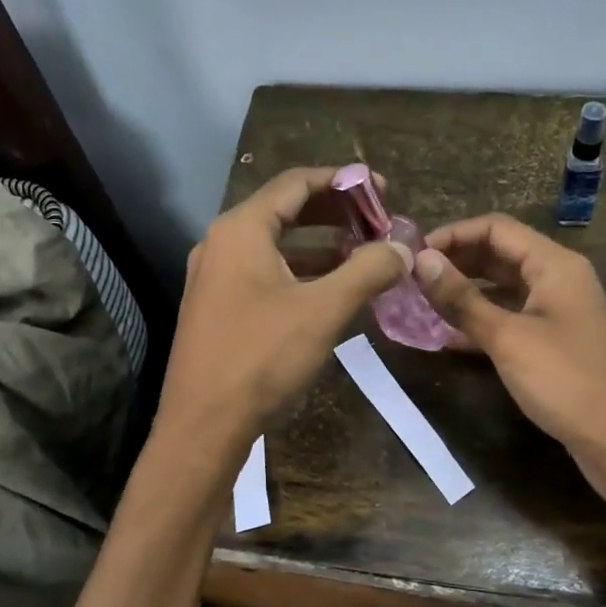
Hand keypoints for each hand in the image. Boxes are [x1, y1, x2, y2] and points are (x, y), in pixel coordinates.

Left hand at [157, 167, 412, 450]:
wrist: (203, 425)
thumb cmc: (261, 358)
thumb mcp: (323, 311)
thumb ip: (366, 271)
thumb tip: (402, 247)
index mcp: (241, 230)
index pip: (296, 183)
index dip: (343, 181)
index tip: (382, 190)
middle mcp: (221, 243)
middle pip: (284, 210)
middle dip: (334, 212)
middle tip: (377, 221)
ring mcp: (214, 276)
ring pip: (274, 245)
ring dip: (319, 244)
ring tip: (362, 253)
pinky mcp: (216, 306)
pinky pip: (263, 272)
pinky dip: (299, 271)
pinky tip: (329, 289)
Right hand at [414, 215, 605, 519]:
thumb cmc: (567, 381)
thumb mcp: (508, 338)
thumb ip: (463, 299)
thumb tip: (421, 261)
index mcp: (554, 265)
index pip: (496, 228)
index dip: (453, 234)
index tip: (413, 254)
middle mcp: (558, 280)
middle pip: (500, 254)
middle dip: (456, 262)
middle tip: (412, 279)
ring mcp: (558, 313)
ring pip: (503, 288)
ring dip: (465, 293)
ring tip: (422, 304)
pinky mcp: (554, 344)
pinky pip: (511, 319)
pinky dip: (481, 322)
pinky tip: (447, 338)